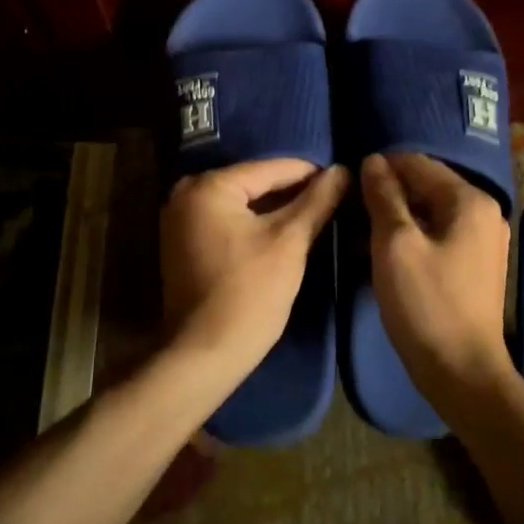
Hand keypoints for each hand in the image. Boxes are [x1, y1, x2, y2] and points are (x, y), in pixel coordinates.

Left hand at [161, 158, 349, 376]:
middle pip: (253, 183)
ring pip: (241, 203)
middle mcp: (186, 194)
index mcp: (209, 186)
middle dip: (292, 191)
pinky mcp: (182, 244)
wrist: (204, 355)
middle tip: (332, 198)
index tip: (343, 179)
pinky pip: (226, 221)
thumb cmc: (249, 293)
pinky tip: (282, 232)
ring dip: (274, 208)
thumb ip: (317, 201)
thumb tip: (343, 170)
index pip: (271, 168)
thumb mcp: (290, 242)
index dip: (311, 173)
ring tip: (315, 213)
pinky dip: (253, 224)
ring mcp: (179, 220)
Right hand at [360, 153, 513, 403]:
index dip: (381, 168)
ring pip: (431, 211)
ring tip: (361, 232)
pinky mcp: (477, 264)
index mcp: (470, 200)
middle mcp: (484, 212)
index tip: (348, 183)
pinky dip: (413, 236)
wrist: (462, 372)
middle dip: (388, 193)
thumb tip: (373, 161)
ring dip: (397, 216)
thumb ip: (384, 196)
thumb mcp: (395, 244)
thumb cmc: (426, 304)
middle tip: (351, 210)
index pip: (418, 163)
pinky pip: (440, 234)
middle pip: (427, 185)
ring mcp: (484, 240)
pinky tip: (385, 251)